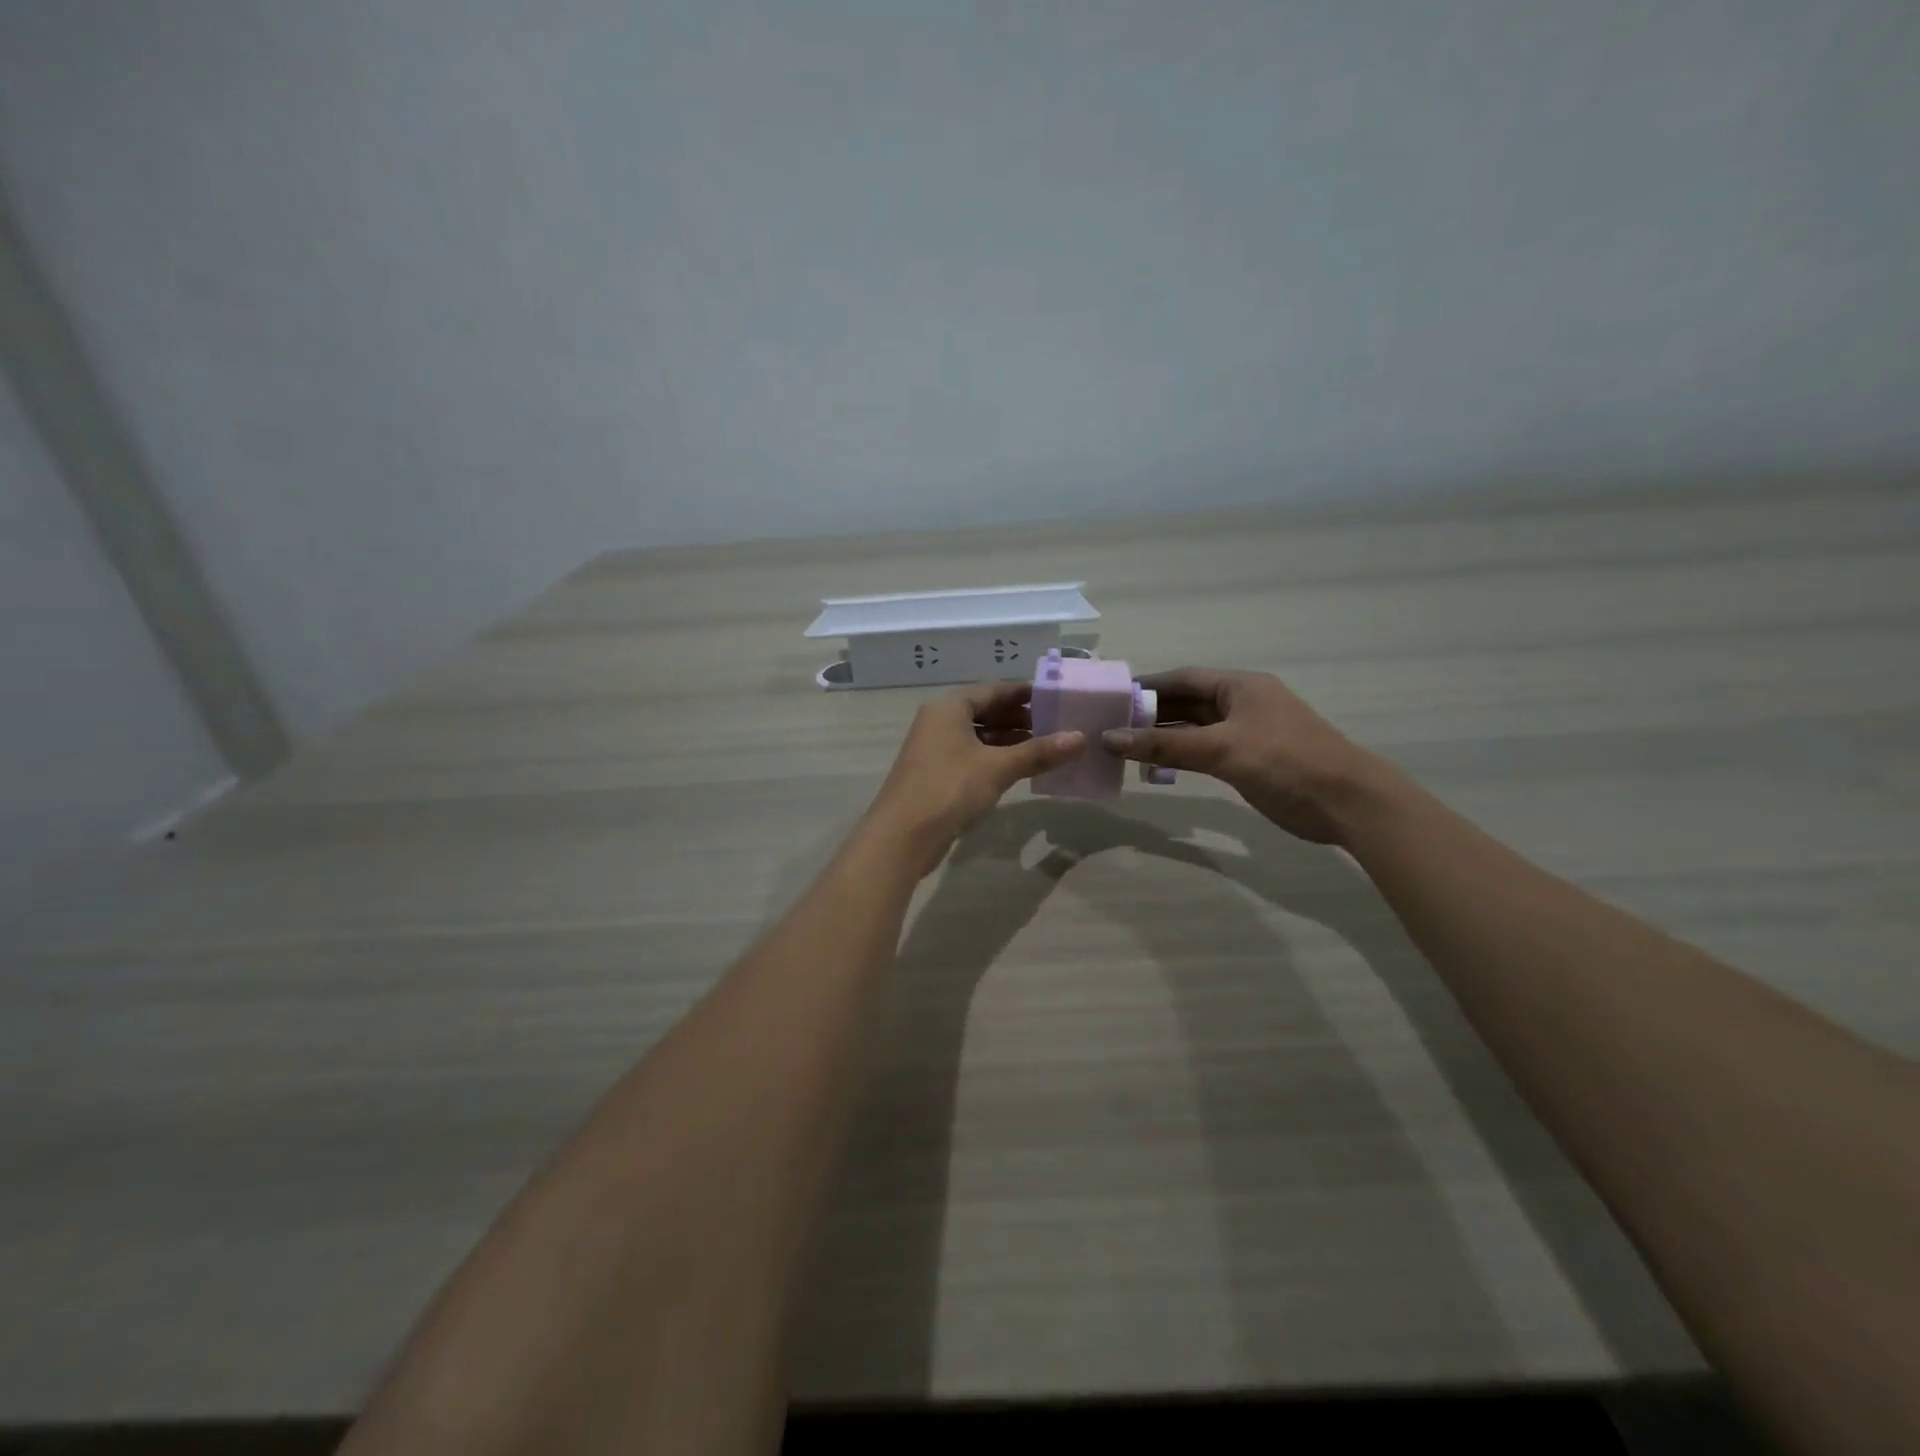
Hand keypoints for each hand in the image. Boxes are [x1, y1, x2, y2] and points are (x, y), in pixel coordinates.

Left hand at [865, 681, 1084, 871]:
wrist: (902, 836)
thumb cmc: (949, 788)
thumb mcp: (998, 767)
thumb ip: (1038, 752)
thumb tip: (1080, 738)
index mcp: (949, 707)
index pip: (993, 690)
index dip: (1024, 693)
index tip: (1054, 698)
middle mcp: (938, 721)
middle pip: (984, 711)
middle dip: (1018, 718)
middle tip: (1055, 725)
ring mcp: (934, 748)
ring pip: (977, 736)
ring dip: (1007, 740)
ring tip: (1043, 748)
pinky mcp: (934, 774)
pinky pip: (970, 756)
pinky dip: (993, 758)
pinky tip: (1017, 769)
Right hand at [1102, 666, 1394, 844]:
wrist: (1347, 803)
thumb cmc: (1285, 762)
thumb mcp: (1221, 749)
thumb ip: (1164, 745)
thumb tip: (1108, 738)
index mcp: (1238, 686)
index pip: (1182, 679)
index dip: (1146, 687)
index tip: (1110, 699)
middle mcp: (1240, 703)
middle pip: (1185, 704)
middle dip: (1149, 715)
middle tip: (1108, 727)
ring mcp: (1245, 733)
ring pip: (1193, 730)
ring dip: (1162, 739)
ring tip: (1122, 749)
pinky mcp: (1248, 761)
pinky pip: (1203, 752)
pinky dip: (1179, 757)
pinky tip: (1154, 768)